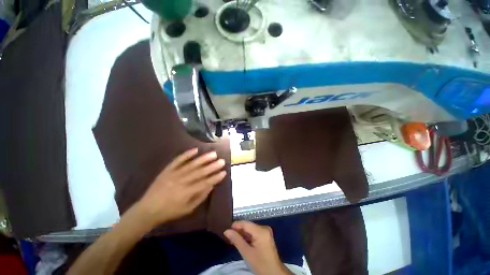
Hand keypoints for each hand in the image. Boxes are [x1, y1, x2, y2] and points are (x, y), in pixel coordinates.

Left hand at [137, 148, 226, 225]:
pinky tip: (195, 150)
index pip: (205, 183)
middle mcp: (182, 181)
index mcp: (186, 192)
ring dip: (203, 159)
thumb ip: (200, 197)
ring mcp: (174, 174)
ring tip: (213, 154)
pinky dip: (187, 154)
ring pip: (192, 164)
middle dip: (213, 166)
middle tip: (222, 161)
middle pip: (200, 172)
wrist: (147, 209)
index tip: (224, 172)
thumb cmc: (170, 211)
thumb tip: (211, 185)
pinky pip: (178, 160)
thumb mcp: (187, 209)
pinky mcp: (167, 169)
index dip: (215, 177)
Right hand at [224, 221, 292, 274]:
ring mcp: (266, 231)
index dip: (236, 225)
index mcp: (261, 230)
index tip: (226, 230)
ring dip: (242, 234)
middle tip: (229, 236)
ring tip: (233, 240)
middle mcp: (264, 228)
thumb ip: (236, 240)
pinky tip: (241, 241)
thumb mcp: (246, 253)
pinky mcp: (266, 236)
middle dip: (238, 230)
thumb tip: (226, 231)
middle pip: (248, 226)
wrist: (274, 273)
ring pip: (251, 229)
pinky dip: (248, 237)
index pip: (245, 223)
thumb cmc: (260, 264)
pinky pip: (254, 233)